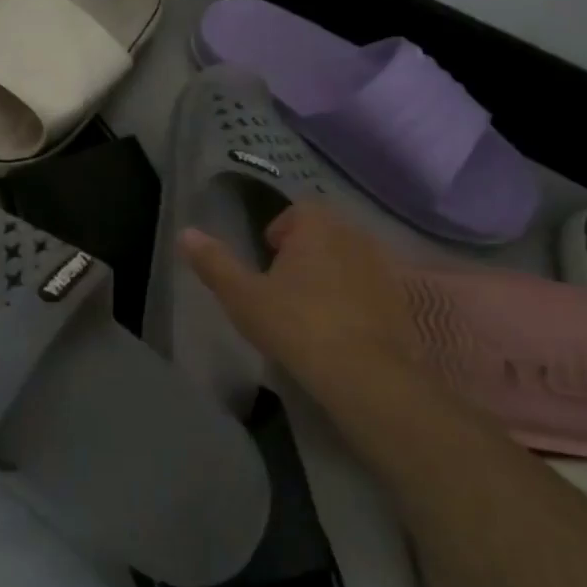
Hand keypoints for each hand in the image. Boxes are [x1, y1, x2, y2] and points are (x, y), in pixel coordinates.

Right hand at [180, 202, 416, 391]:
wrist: (368, 376)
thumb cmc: (296, 325)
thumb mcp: (242, 296)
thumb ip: (214, 262)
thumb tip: (185, 233)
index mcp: (318, 226)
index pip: (299, 210)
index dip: (280, 229)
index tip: (267, 257)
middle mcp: (355, 236)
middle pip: (326, 232)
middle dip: (305, 250)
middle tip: (282, 284)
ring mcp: (384, 269)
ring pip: (350, 259)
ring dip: (331, 274)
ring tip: (309, 308)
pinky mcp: (402, 302)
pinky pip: (370, 288)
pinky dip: (354, 299)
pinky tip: (339, 329)